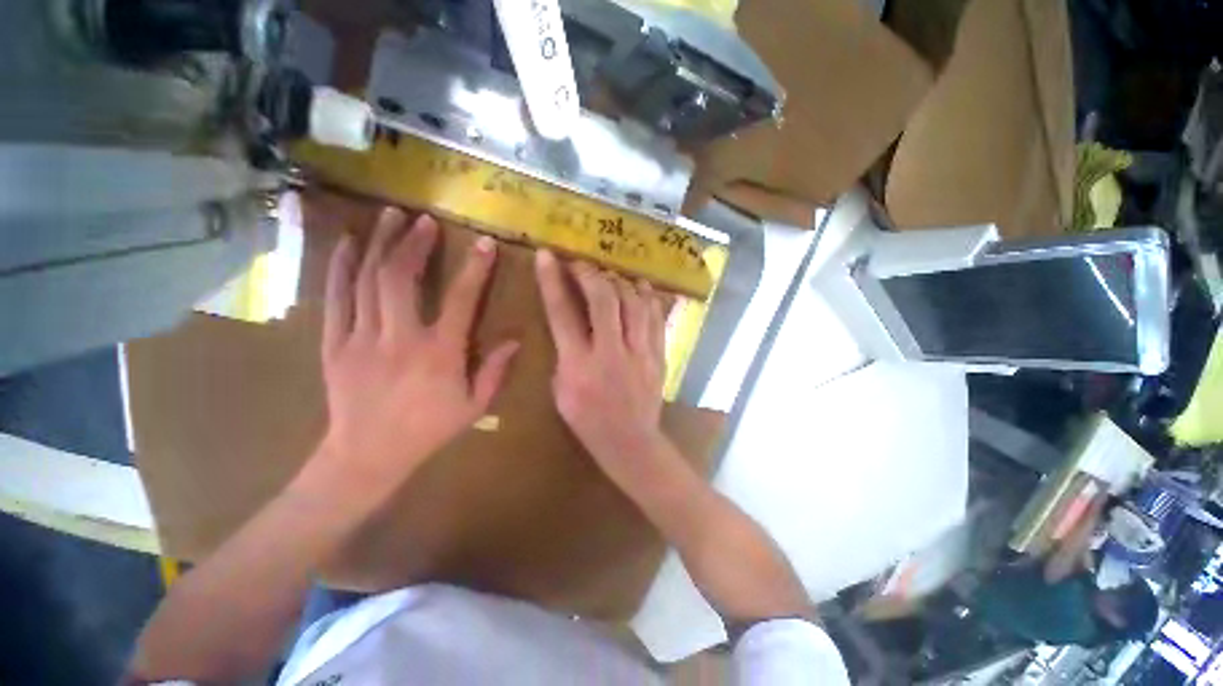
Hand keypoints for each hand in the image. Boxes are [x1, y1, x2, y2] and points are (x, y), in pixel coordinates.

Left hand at [313, 208, 518, 489]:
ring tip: (389, 216)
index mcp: (439, 354)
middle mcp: (399, 338)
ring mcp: (361, 338)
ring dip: (379, 244)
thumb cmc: (428, 430)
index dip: (475, 269)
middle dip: (414, 242)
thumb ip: (495, 370)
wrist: (367, 456)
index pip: (461, 300)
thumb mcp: (474, 406)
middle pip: (402, 278)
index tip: (484, 243)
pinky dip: (340, 266)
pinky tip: (347, 243)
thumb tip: (515, 340)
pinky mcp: (335, 343)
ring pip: (366, 280)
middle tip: (424, 219)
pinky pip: (335, 297)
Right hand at [534, 250, 667, 471]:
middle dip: (590, 274)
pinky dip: (648, 298)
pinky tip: (640, 287)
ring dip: (620, 282)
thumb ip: (564, 355)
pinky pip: (656, 318)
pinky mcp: (658, 356)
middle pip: (603, 300)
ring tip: (611, 274)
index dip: (552, 281)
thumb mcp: (560, 393)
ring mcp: (640, 353)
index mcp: (579, 365)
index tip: (547, 256)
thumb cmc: (588, 422)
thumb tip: (571, 326)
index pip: (562, 314)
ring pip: (634, 303)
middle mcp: (610, 353)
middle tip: (582, 264)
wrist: (631, 443)